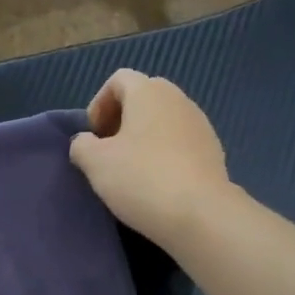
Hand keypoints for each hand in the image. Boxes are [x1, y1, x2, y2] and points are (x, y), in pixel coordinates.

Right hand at [68, 70, 230, 246]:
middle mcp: (178, 99)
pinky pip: (181, 142)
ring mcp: (200, 125)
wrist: (200, 214)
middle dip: (122, 119)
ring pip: (164, 120)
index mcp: (148, 92)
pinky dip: (165, 153)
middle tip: (109, 150)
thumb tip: (85, 142)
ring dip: (144, 137)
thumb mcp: (95, 163)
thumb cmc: (141, 179)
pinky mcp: (213, 151)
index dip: (99, 103)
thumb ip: (81, 145)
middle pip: (144, 97)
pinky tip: (157, 182)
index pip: (119, 79)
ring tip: (132, 169)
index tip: (93, 135)